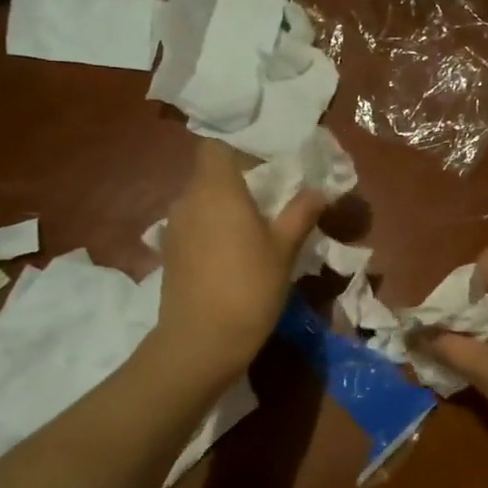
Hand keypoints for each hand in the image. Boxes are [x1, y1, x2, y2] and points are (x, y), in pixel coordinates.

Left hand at [156, 141, 325, 383]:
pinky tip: (233, 252)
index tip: (265, 160)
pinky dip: (213, 228)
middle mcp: (188, 199)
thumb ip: (300, 214)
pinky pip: (194, 225)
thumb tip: (317, 191)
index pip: (216, 145)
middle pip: (209, 173)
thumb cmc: (248, 287)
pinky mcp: (170, 253)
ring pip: (201, 201)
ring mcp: (174, 227)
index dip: (238, 147)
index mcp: (216, 189)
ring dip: (225, 206)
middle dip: (238, 179)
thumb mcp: (284, 249)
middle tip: (272, 195)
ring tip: (255, 225)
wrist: (201, 342)